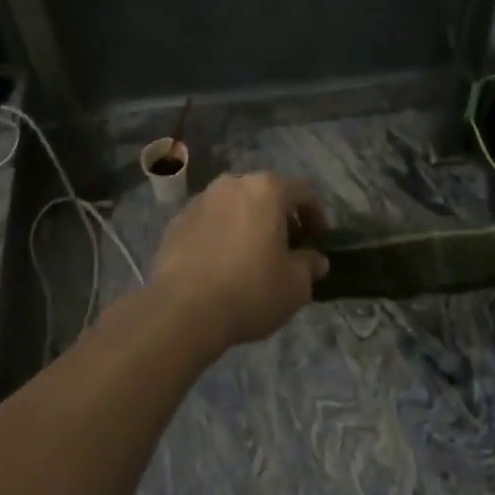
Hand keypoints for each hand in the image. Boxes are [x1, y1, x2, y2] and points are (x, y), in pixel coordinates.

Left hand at [149, 173, 328, 352]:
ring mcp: (200, 201)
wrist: (182, 311)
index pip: (303, 192)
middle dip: (280, 218)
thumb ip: (310, 266)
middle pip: (265, 194)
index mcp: (266, 189)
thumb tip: (315, 259)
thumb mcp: (295, 286)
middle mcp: (232, 184)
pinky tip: (220, 265)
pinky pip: (208, 223)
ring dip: (248, 224)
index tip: (318, 241)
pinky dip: (220, 236)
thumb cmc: (250, 291)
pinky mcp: (175, 222)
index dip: (316, 216)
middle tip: (287, 248)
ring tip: (251, 257)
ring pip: (234, 206)